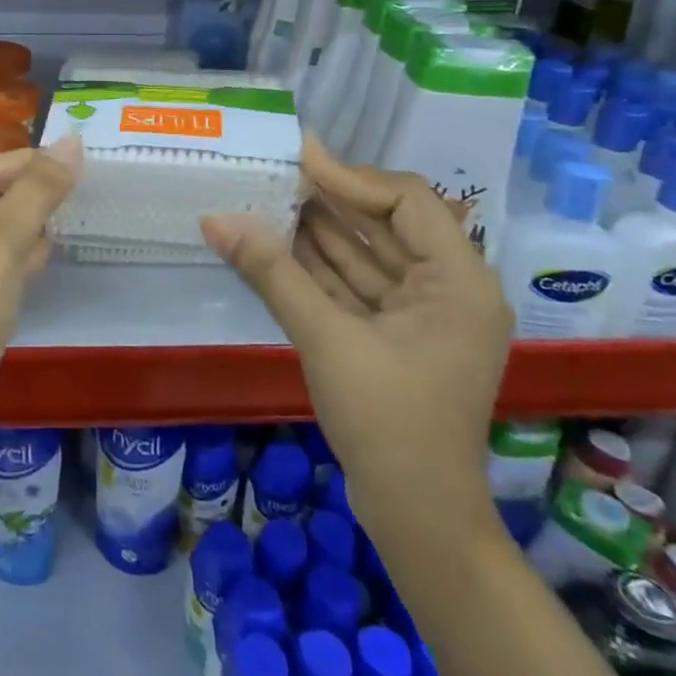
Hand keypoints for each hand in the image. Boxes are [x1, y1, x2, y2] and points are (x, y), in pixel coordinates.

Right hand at [201, 138, 511, 546]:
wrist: (417, 518)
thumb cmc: (386, 421)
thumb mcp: (326, 338)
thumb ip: (272, 272)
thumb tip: (216, 218)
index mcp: (459, 281)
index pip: (406, 201)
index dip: (350, 176)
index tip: (298, 157)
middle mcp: (451, 289)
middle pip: (388, 224)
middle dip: (331, 200)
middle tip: (276, 175)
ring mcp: (425, 316)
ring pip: (369, 256)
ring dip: (321, 232)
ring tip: (269, 201)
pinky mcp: (399, 338)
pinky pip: (359, 287)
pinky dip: (321, 268)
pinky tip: (279, 246)